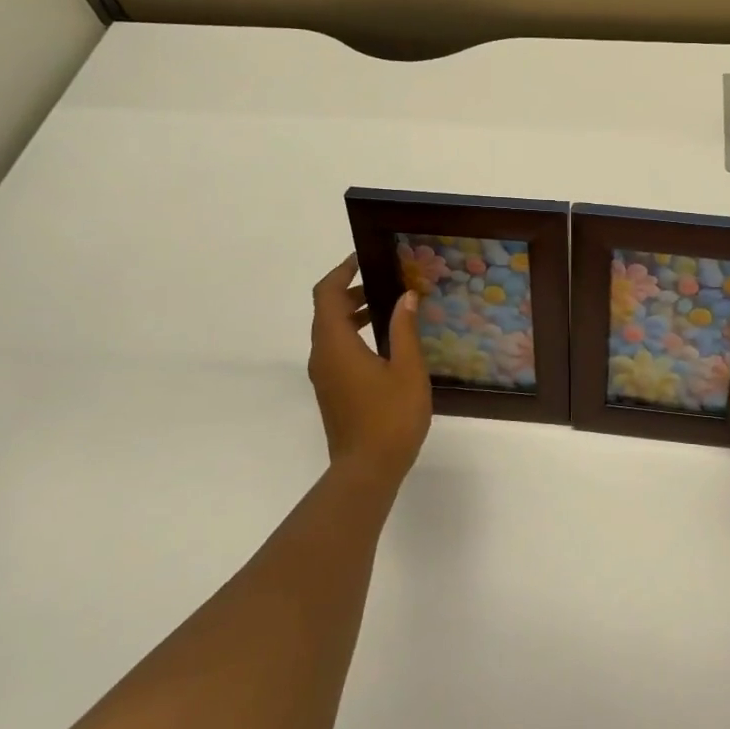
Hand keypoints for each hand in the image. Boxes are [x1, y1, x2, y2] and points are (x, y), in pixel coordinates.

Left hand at [308, 254, 432, 483]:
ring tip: (388, 308)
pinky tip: (383, 344)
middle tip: (385, 282)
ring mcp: (324, 376)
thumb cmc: (391, 417)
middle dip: (351, 291)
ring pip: (330, 332)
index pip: (327, 294)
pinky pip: (335, 351)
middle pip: (326, 311)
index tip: (364, 259)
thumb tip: (405, 296)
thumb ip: (404, 329)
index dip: (342, 272)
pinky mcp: (331, 391)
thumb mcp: (407, 369)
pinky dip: (353, 335)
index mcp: (335, 344)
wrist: (367, 470)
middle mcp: (322, 356)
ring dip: (352, 314)